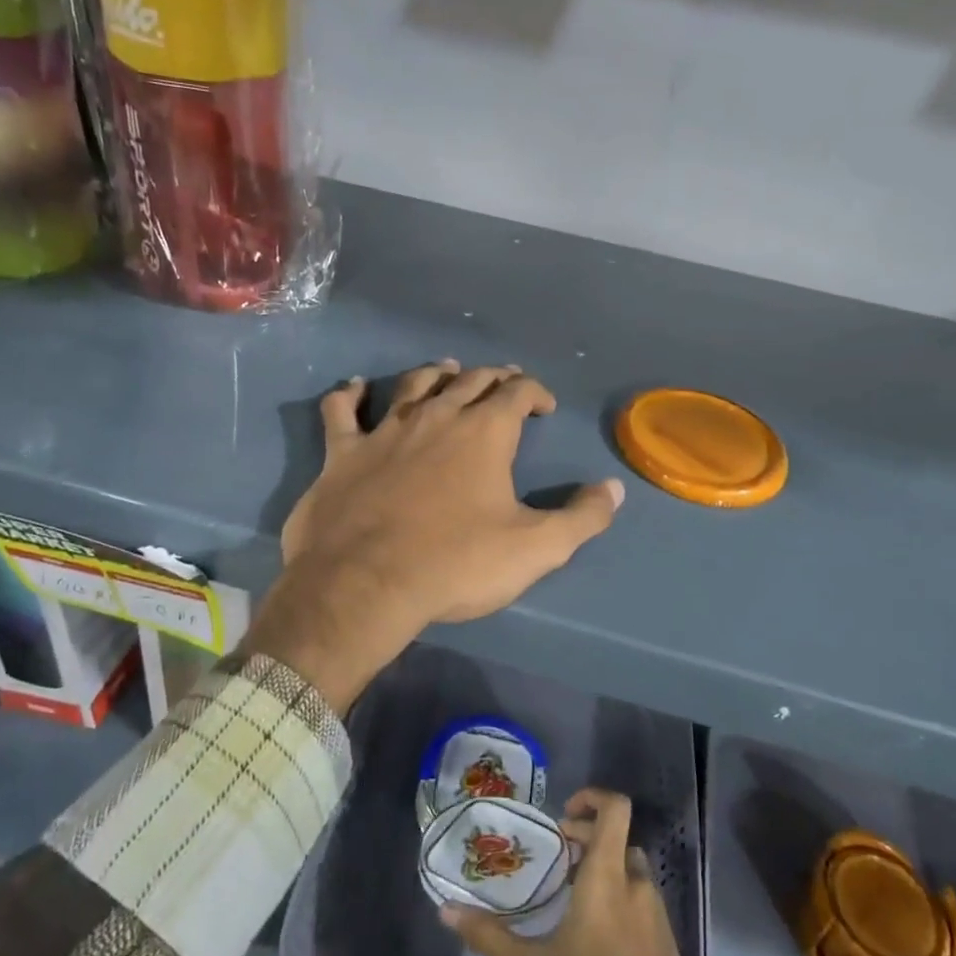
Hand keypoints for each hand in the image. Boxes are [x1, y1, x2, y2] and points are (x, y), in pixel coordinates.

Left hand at [254, 361, 623, 711]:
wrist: (365, 585)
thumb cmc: (456, 564)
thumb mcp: (536, 549)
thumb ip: (582, 518)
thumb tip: (613, 489)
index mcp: (484, 432)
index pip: (517, 392)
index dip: (535, 392)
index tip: (544, 407)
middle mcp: (436, 416)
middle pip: (470, 380)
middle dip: (493, 378)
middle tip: (503, 385)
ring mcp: (385, 429)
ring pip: (414, 384)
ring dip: (435, 374)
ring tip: (447, 370)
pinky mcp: (343, 451)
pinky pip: (342, 410)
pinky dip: (349, 395)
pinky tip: (354, 387)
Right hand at [441, 790, 713, 955]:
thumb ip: (488, 936)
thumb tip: (446, 911)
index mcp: (608, 881)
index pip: (616, 810)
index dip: (594, 797)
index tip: (564, 815)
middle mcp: (639, 887)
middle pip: (618, 841)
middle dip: (588, 842)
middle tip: (558, 861)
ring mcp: (659, 917)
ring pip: (633, 873)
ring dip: (606, 872)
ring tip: (574, 900)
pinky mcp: (670, 947)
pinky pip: (645, 905)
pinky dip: (623, 902)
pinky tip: (599, 940)